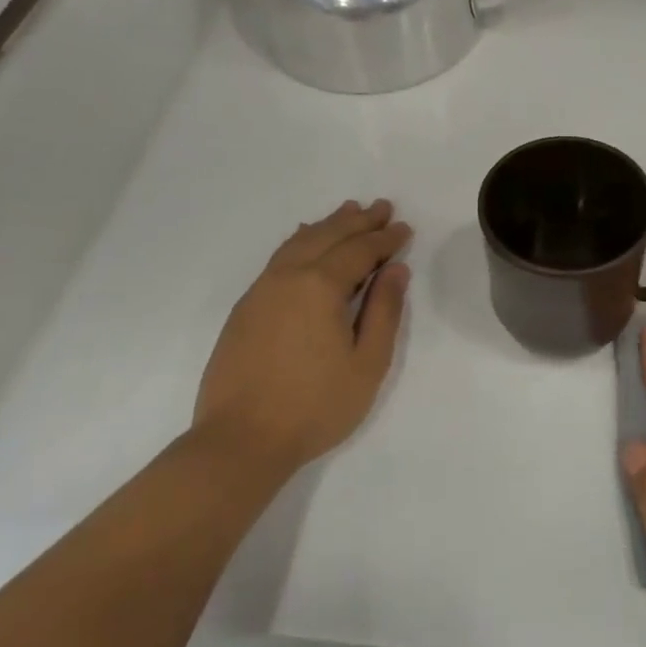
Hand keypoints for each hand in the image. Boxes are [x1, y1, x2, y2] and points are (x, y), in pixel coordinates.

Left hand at [195, 200, 411, 472]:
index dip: (385, 239)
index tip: (404, 228)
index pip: (359, 251)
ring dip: (327, 225)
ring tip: (348, 211)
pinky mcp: (245, 308)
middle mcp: (288, 277)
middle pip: (327, 236)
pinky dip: (299, 241)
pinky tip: (304, 240)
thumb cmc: (315, 406)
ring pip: (299, 243)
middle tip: (381, 207)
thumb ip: (384, 311)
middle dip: (358, 221)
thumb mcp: (367, 363)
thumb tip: (396, 270)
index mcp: (320, 286)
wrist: (240, 440)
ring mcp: (261, 290)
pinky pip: (278, 259)